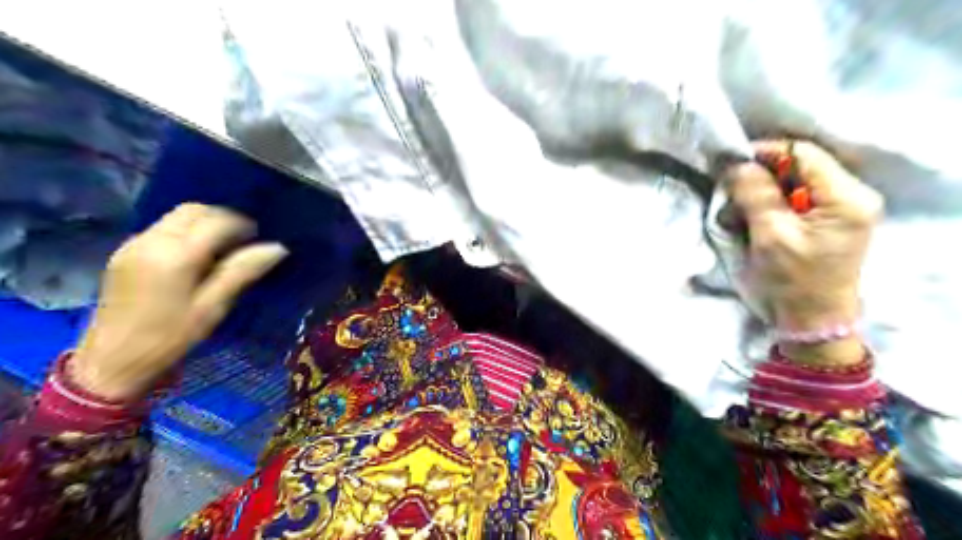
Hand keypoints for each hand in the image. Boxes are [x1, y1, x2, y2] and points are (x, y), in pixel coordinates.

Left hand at [72, 204, 288, 397]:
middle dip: (223, 218)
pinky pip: (163, 228)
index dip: (243, 225)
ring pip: (177, 216)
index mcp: (176, 256)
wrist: (111, 360)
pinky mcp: (125, 251)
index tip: (259, 239)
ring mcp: (135, 244)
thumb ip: (243, 272)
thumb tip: (278, 247)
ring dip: (204, 223)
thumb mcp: (213, 307)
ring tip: (222, 247)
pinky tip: (196, 255)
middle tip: (243, 241)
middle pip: (194, 211)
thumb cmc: (170, 337)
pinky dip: (186, 231)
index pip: (216, 221)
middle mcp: (152, 241)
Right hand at [726, 142, 880, 365]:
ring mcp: (843, 207)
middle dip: (761, 174)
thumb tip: (735, 164)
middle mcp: (852, 195)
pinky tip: (754, 217)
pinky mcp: (830, 219)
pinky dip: (771, 203)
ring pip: (796, 181)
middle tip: (731, 190)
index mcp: (846, 198)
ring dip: (763, 190)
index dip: (765, 153)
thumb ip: (755, 194)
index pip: (803, 153)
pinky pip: (797, 197)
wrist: (812, 320)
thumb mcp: (770, 235)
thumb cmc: (793, 281)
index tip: (730, 163)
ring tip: (739, 208)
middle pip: (801, 165)